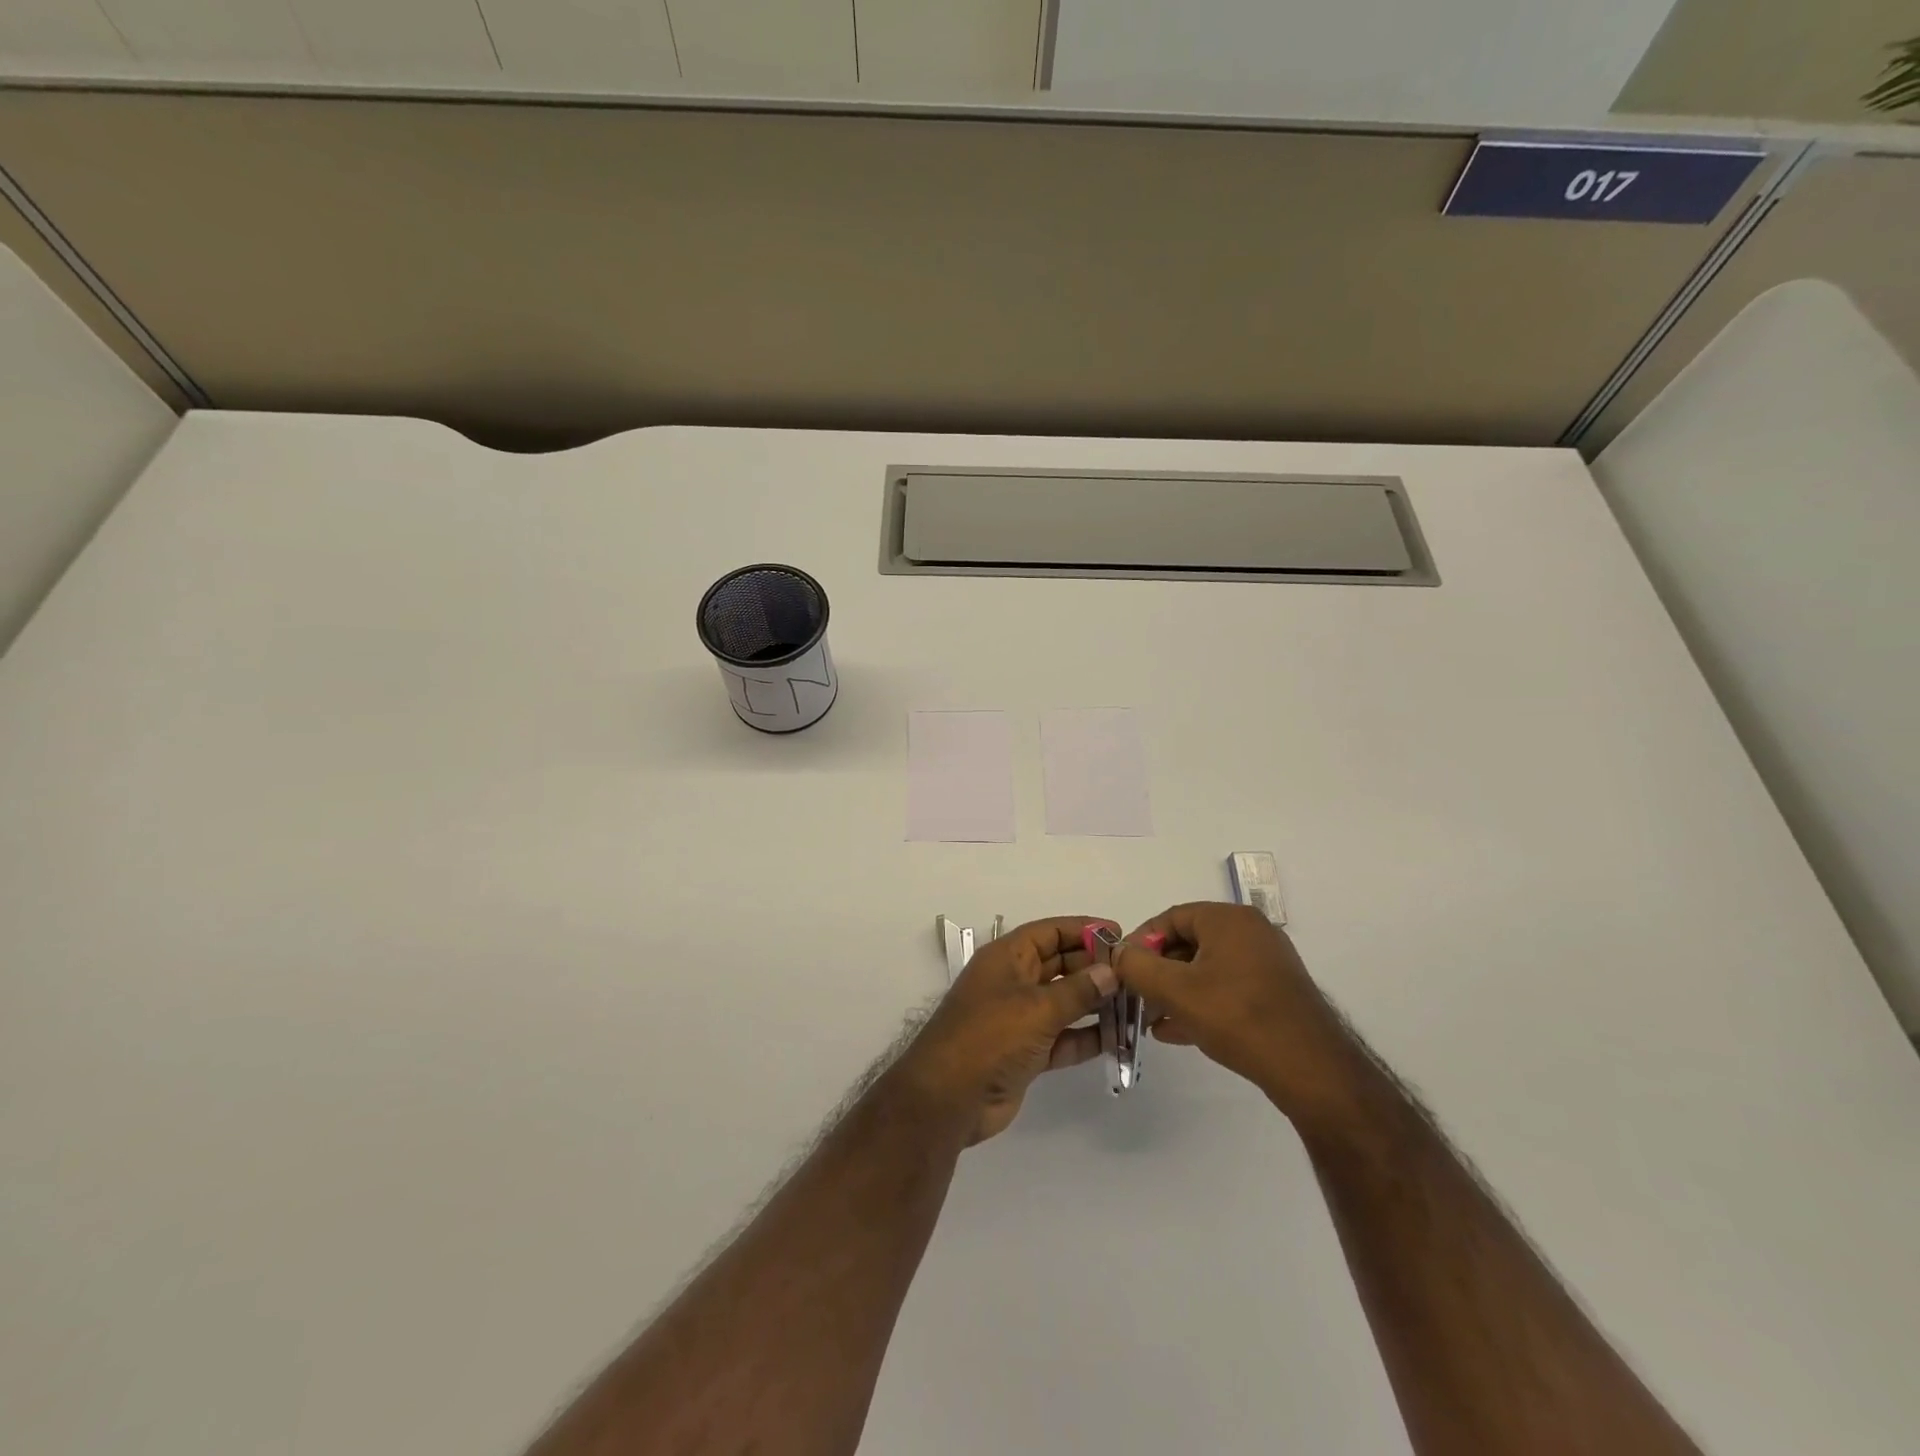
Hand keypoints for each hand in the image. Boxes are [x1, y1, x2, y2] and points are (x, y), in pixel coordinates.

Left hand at [898, 916, 1116, 1143]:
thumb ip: (1078, 991)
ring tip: (1135, 1003)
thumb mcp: (1036, 1008)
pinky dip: (1086, 1036)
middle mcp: (1013, 982)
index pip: (1050, 932)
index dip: (1083, 930)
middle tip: (1136, 974)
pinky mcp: (1026, 1052)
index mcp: (1006, 958)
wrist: (949, 1099)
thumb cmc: (989, 1037)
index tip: (1120, 934)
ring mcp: (1018, 1018)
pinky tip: (1117, 1037)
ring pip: (1064, 1002)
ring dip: (1095, 1003)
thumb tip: (1111, 972)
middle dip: (1094, 967)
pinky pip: (1062, 1037)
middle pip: (1059, 964)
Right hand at [1116, 903, 1366, 1135]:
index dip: (1141, 941)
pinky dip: (1200, 1004)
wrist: (1312, 1070)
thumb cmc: (1238, 1016)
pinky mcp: (1276, 994)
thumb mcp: (1176, 991)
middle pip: (1189, 943)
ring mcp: (1266, 964)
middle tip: (1135, 997)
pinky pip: (1227, 989)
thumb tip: (1117, 953)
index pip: (1171, 917)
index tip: (1122, 969)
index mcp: (1229, 919)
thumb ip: (1137, 967)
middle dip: (1157, 971)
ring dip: (1175, 992)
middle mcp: (1250, 932)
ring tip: (1151, 1019)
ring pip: (1207, 970)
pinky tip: (1177, 1032)